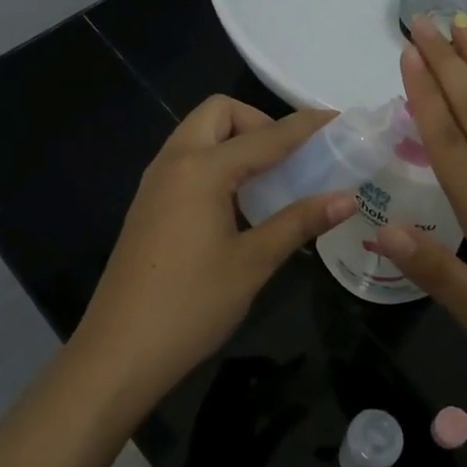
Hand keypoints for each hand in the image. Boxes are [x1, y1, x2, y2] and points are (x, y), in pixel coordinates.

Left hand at [74, 97, 353, 410]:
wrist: (119, 352)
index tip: (336, 119)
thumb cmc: (191, 305)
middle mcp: (174, 162)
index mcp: (201, 169)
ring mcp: (155, 183)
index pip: (265, 136)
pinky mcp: (148, 205)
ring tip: (271, 179)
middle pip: (218, 114)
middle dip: (258, 122)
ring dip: (235, 142)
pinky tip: (239, 204)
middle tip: (290, 158)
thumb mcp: (253, 263)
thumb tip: (347, 199)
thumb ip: (299, 222)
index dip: (304, 126)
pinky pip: (187, 162)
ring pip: (198, 136)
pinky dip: (217, 163)